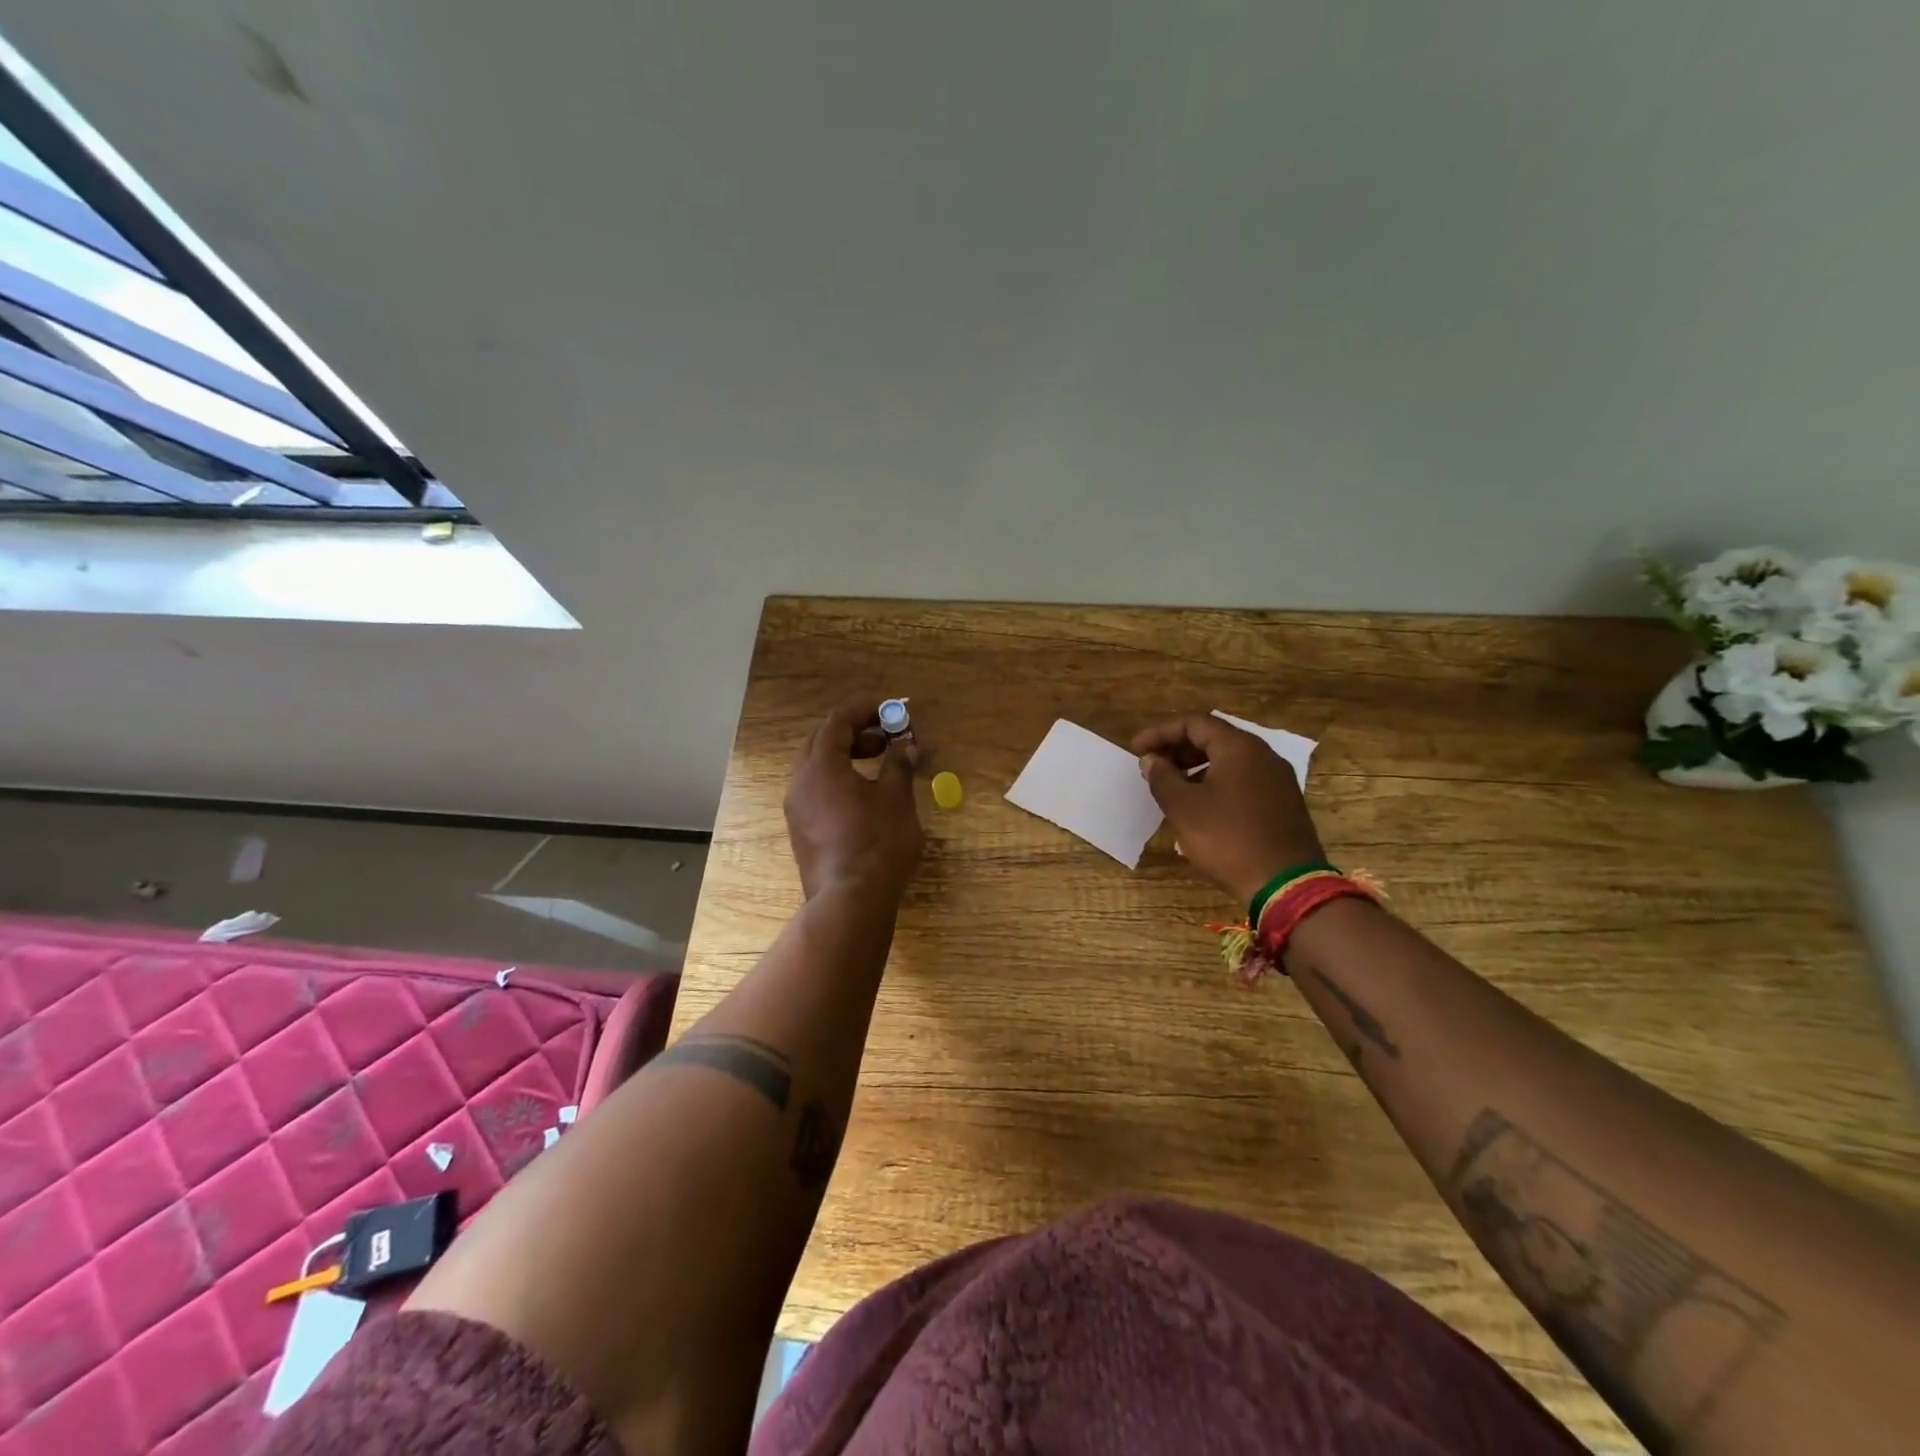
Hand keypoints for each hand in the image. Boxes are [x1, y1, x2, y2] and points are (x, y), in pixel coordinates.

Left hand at [785, 699, 924, 901]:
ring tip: (881, 764)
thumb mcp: (896, 798)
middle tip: (888, 737)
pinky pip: (817, 790)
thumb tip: (906, 746)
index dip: (865, 710)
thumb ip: (899, 764)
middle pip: (823, 741)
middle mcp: (800, 781)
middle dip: (856, 732)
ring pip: (818, 767)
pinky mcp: (801, 830)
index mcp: (821, 766)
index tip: (891, 710)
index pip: (838, 721)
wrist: (850, 902)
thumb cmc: (877, 843)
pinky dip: (840, 779)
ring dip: (848, 756)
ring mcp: (797, 808)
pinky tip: (866, 795)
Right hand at [1132, 713, 1325, 909]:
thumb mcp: (1183, 807)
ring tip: (1172, 787)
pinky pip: (1243, 780)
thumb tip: (1151, 760)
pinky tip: (1201, 806)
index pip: (1194, 723)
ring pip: (1230, 761)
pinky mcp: (1283, 804)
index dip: (1160, 733)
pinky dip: (1216, 783)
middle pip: (1214, 738)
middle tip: (1152, 766)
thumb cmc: (1227, 839)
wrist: (1285, 885)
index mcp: (1239, 748)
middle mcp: (1263, 755)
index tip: (1136, 750)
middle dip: (1178, 748)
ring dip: (1196, 767)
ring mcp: (1277, 780)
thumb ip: (1162, 777)